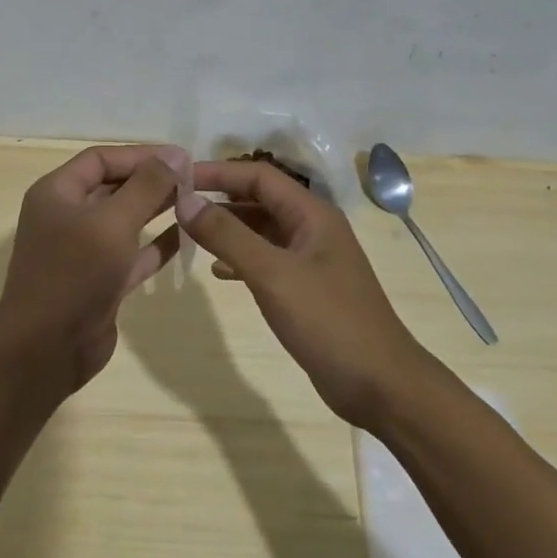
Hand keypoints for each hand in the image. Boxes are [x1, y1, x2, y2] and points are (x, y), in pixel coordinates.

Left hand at [0, 144, 188, 391]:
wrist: (47, 348)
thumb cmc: (75, 272)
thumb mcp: (112, 221)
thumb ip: (146, 186)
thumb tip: (176, 154)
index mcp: (57, 193)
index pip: (100, 159)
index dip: (140, 154)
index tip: (181, 157)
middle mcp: (67, 217)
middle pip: (113, 187)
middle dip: (151, 180)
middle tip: (195, 179)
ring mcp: (83, 252)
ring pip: (124, 221)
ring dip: (156, 209)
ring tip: (195, 201)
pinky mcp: (100, 282)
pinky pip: (132, 254)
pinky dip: (156, 244)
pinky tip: (187, 235)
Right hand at [178, 159, 426, 427]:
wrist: (380, 385)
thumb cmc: (328, 322)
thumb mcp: (272, 274)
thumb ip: (227, 235)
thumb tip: (185, 201)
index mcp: (312, 214)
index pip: (258, 175)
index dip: (217, 172)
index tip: (177, 179)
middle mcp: (312, 228)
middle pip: (259, 199)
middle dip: (219, 199)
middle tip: (176, 206)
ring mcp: (310, 259)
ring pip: (260, 230)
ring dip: (227, 229)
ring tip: (188, 235)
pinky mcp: (306, 288)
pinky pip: (266, 259)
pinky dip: (240, 259)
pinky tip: (218, 272)